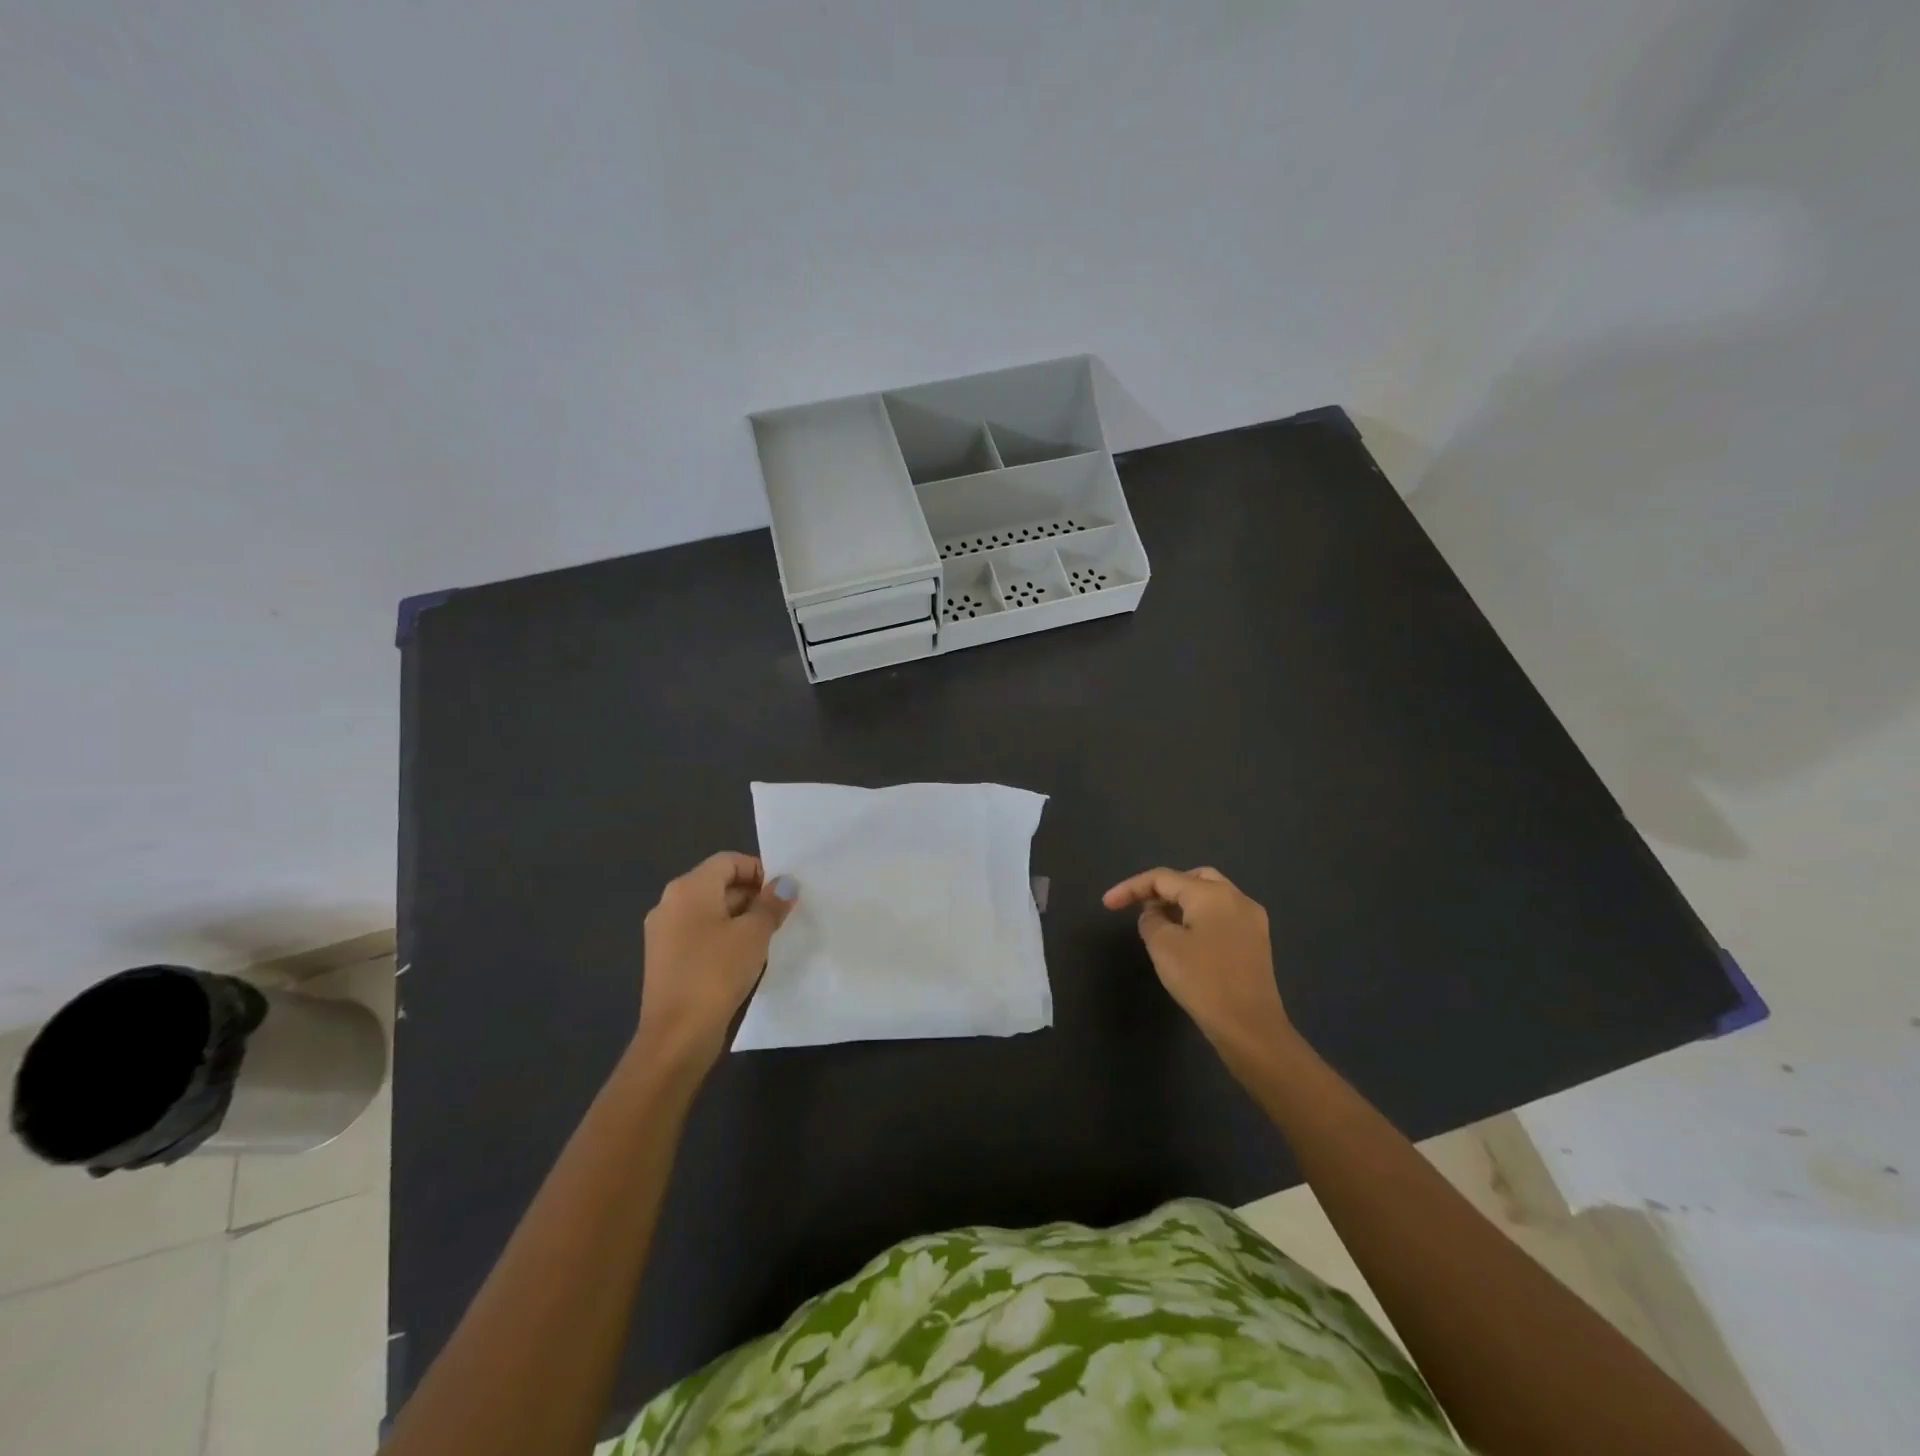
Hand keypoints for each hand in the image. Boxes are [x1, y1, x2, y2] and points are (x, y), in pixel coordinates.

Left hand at [635, 852, 797, 1073]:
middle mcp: (670, 903)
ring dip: (739, 918)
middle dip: (752, 895)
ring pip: (709, 911)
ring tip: (767, 938)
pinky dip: (723, 937)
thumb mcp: (754, 934)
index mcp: (688, 888)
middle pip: (718, 884)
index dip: (759, 870)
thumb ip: (771, 904)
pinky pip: (699, 934)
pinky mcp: (665, 959)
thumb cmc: (716, 973)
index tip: (782, 894)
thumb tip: (785, 883)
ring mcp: (663, 933)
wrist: (677, 1036)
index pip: (729, 861)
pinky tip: (743, 959)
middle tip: (780, 916)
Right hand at [1103, 866, 1293, 1063]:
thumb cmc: (1203, 981)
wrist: (1250, 1028)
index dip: (1131, 888)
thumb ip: (1150, 920)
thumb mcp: (1163, 946)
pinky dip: (1200, 917)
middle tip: (1141, 907)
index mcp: (1212, 894)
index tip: (1107, 904)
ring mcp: (1252, 920)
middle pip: (1192, 878)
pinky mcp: (1257, 941)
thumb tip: (1154, 914)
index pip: (1163, 878)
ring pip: (1210, 896)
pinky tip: (1187, 938)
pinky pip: (1222, 915)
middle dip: (1162, 889)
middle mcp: (1237, 898)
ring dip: (1182, 903)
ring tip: (1160, 922)